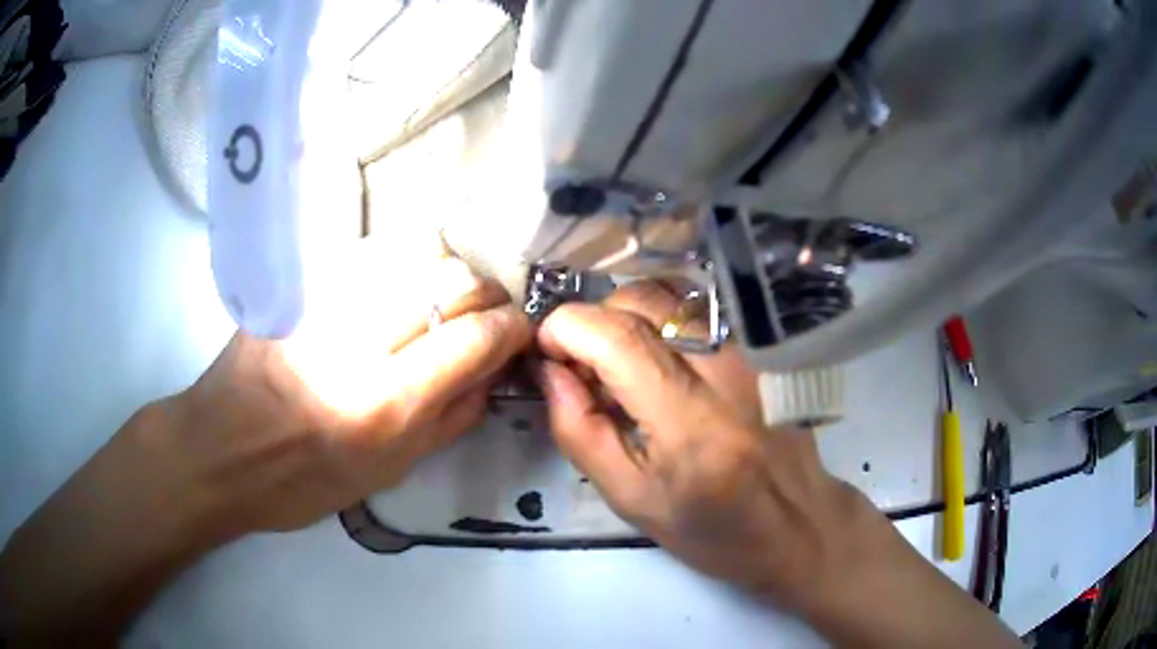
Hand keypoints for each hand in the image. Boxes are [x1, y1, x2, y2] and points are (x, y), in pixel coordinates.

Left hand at [0, 250, 531, 643]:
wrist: (219, 451)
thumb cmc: (299, 483)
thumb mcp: (384, 476)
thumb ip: (446, 423)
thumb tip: (491, 377)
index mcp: (383, 406)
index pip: (471, 340)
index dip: (508, 327)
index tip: (520, 327)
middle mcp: (358, 345)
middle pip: (448, 284)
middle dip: (484, 292)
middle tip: (488, 311)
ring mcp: (323, 305)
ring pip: (411, 257)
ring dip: (445, 274)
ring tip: (447, 299)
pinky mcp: (297, 287)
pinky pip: (369, 258)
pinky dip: (400, 267)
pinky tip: (399, 288)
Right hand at [534, 281, 856, 602]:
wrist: (797, 525)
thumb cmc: (713, 530)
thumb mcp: (631, 499)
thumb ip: (579, 431)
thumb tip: (549, 371)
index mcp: (692, 425)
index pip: (619, 338)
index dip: (567, 328)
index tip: (547, 351)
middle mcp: (730, 371)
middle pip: (644, 300)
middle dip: (594, 320)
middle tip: (582, 365)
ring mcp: (754, 351)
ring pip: (672, 293)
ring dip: (627, 316)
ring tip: (619, 362)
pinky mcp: (764, 347)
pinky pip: (699, 307)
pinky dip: (661, 318)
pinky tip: (658, 358)